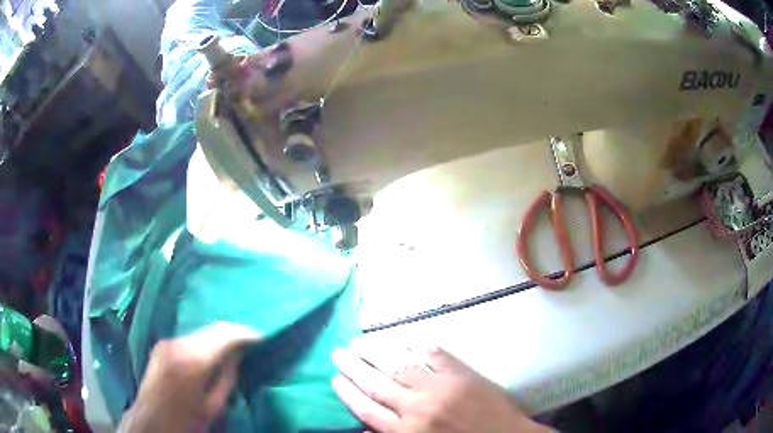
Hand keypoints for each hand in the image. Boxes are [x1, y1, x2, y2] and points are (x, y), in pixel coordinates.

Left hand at [119, 323, 259, 432]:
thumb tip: (239, 353)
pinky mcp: (162, 344)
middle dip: (234, 332)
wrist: (151, 421)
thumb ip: (227, 376)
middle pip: (213, 328)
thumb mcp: (213, 406)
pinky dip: (205, 341)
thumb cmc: (186, 420)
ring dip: (219, 336)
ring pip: (202, 331)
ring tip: (234, 347)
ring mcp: (167, 342)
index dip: (245, 334)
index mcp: (193, 360)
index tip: (261, 338)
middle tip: (251, 341)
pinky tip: (212, 352)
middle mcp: (178, 344)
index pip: (225, 335)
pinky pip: (190, 337)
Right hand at [332, 342, 551, 432]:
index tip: (335, 378)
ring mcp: (441, 387)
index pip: (367, 409)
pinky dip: (421, 347)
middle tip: (339, 352)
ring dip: (379, 353)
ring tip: (361, 342)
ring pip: (401, 366)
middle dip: (354, 368)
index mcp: (407, 432)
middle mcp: (418, 407)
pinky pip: (437, 356)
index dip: (348, 393)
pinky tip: (408, 338)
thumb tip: (366, 427)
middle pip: (377, 384)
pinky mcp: (463, 375)